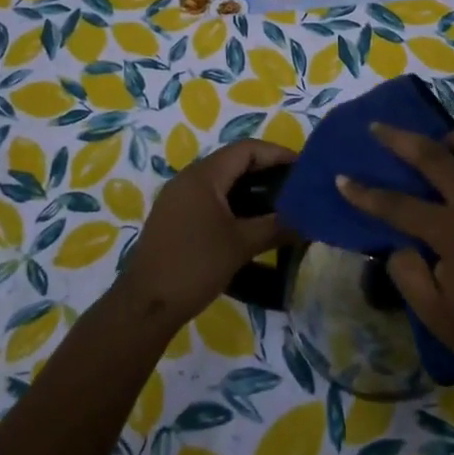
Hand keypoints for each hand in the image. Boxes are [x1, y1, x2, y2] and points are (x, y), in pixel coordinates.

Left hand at [116, 139, 294, 333]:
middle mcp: (188, 178)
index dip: (277, 154)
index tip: (304, 168)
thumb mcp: (241, 245)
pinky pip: (210, 199)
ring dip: (251, 189)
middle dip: (267, 171)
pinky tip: (251, 223)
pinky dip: (234, 204)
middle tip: (296, 187)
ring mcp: (178, 198)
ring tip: (280, 205)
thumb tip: (308, 220)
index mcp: (203, 176)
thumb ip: (276, 227)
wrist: (145, 305)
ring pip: (222, 182)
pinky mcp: (175, 218)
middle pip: (234, 162)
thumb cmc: (195, 266)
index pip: (247, 149)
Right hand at [337, 124, 453, 400]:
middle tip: (379, 127)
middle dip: (399, 139)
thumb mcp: (434, 313)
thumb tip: (399, 244)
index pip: (396, 204)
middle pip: (433, 155)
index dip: (364, 193)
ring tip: (442, 146)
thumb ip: (407, 272)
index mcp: (452, 230)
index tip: (342, 179)